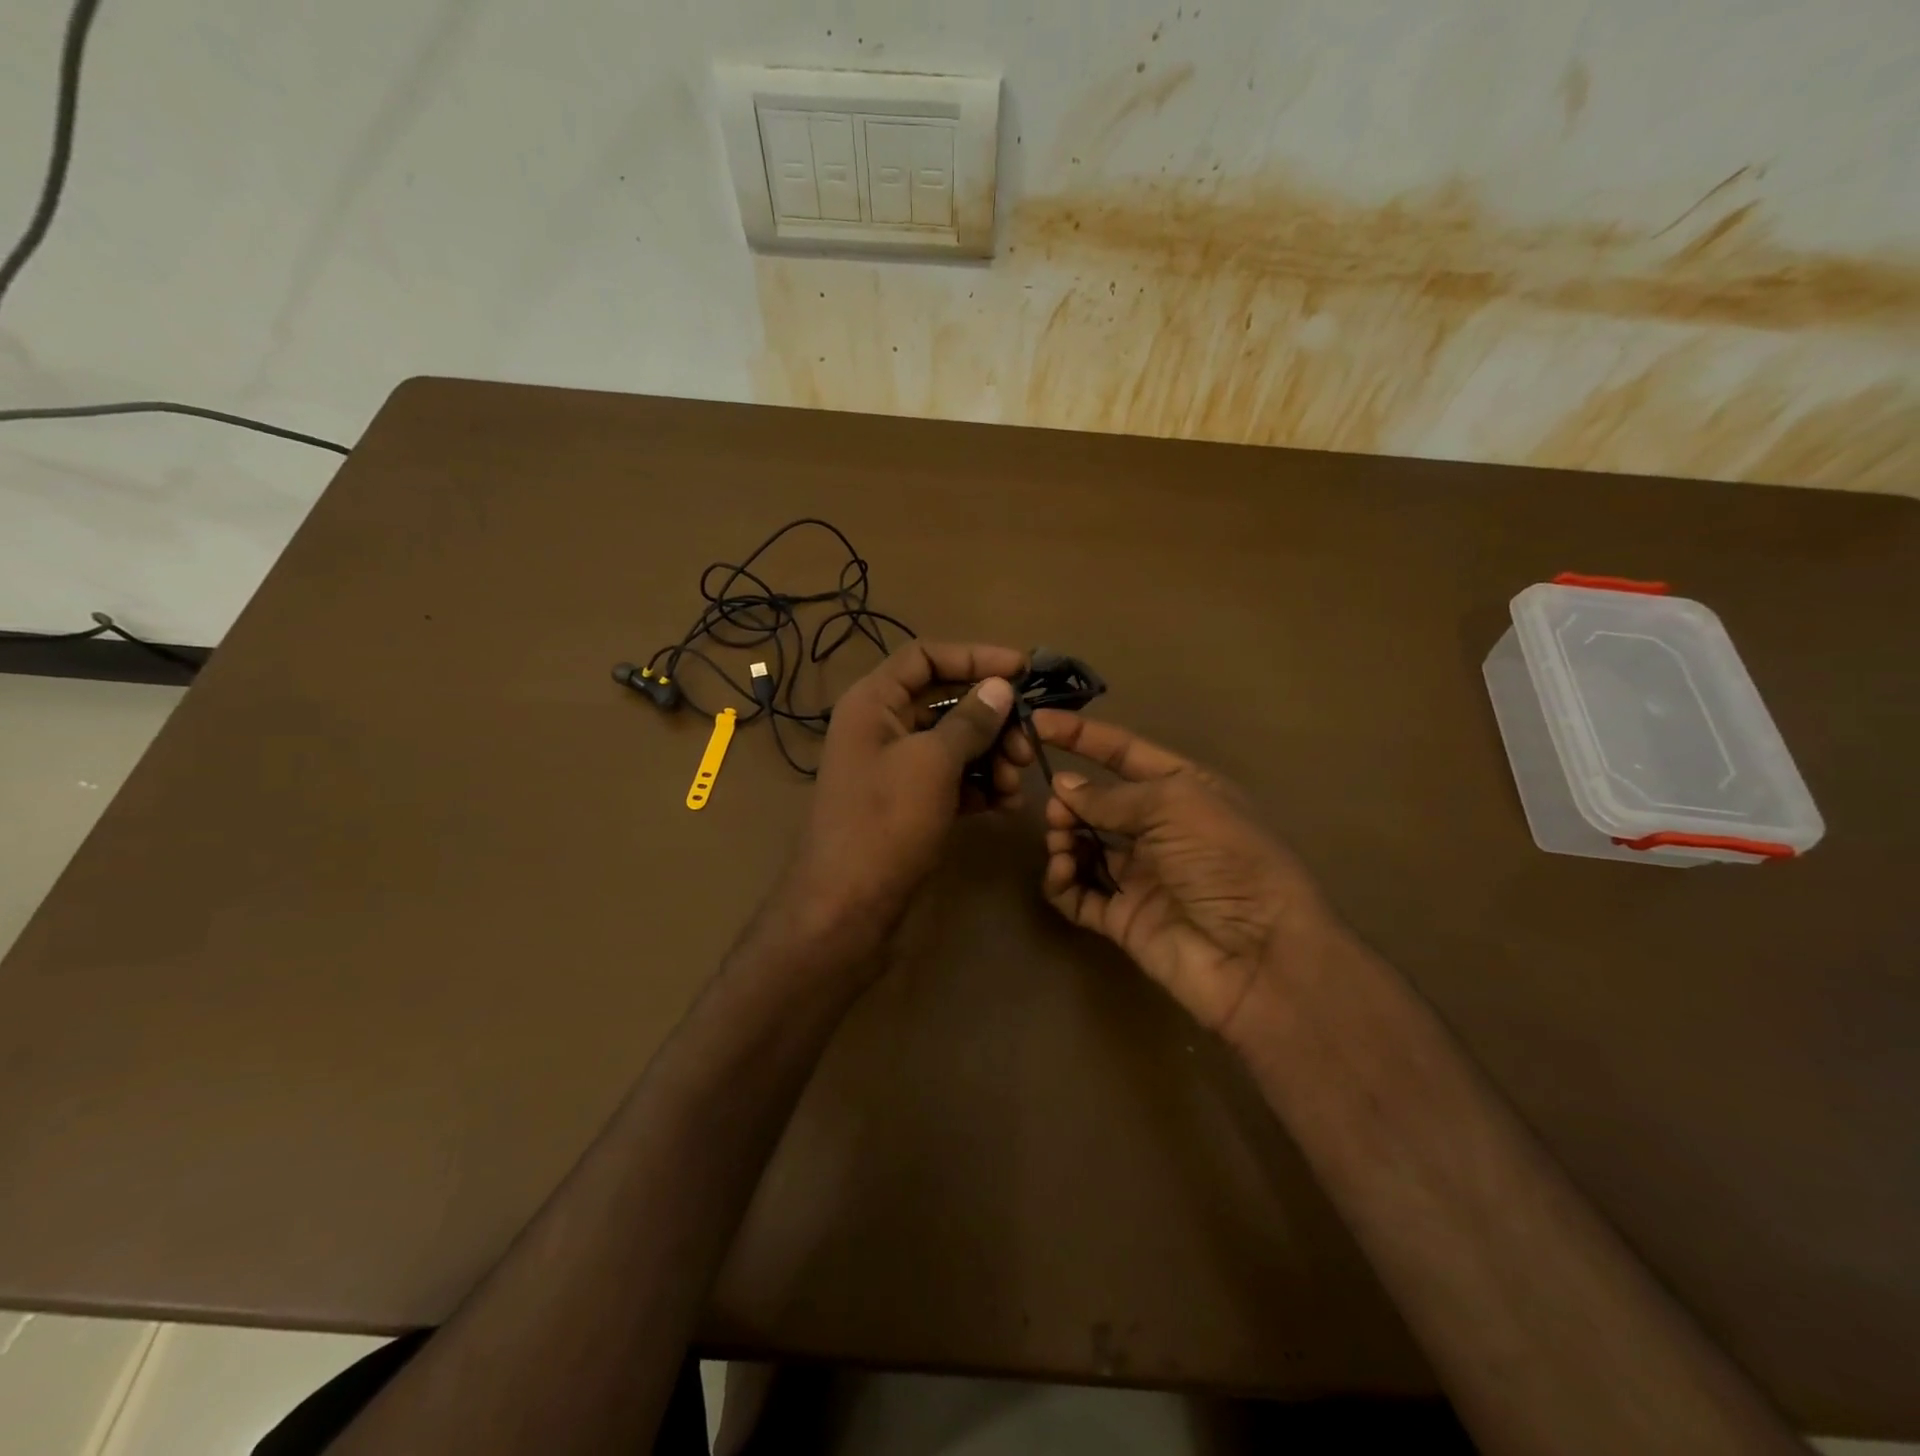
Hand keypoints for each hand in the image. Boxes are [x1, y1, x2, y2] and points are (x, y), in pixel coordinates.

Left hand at [783, 641, 1028, 949]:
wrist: (847, 907)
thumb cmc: (885, 822)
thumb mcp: (932, 763)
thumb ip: (970, 720)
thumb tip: (1000, 687)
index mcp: (873, 702)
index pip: (925, 656)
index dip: (975, 656)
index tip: (1022, 670)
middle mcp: (881, 727)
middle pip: (945, 701)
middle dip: (992, 719)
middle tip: (1028, 744)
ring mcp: (894, 767)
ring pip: (954, 743)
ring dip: (992, 756)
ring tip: (1017, 784)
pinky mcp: (908, 803)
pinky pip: (951, 779)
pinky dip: (980, 785)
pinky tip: (1006, 804)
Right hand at [1033, 712, 1333, 1036]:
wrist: (1258, 955)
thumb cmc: (1226, 860)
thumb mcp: (1175, 805)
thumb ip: (1112, 796)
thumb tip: (1063, 786)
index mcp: (1183, 790)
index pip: (1124, 752)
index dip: (1082, 736)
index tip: (1037, 723)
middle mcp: (1160, 830)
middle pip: (1098, 802)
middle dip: (1070, 799)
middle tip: (1057, 811)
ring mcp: (1140, 875)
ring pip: (1083, 846)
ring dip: (1063, 838)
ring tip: (1062, 844)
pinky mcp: (1123, 918)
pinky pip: (1079, 893)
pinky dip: (1062, 881)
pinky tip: (1062, 873)